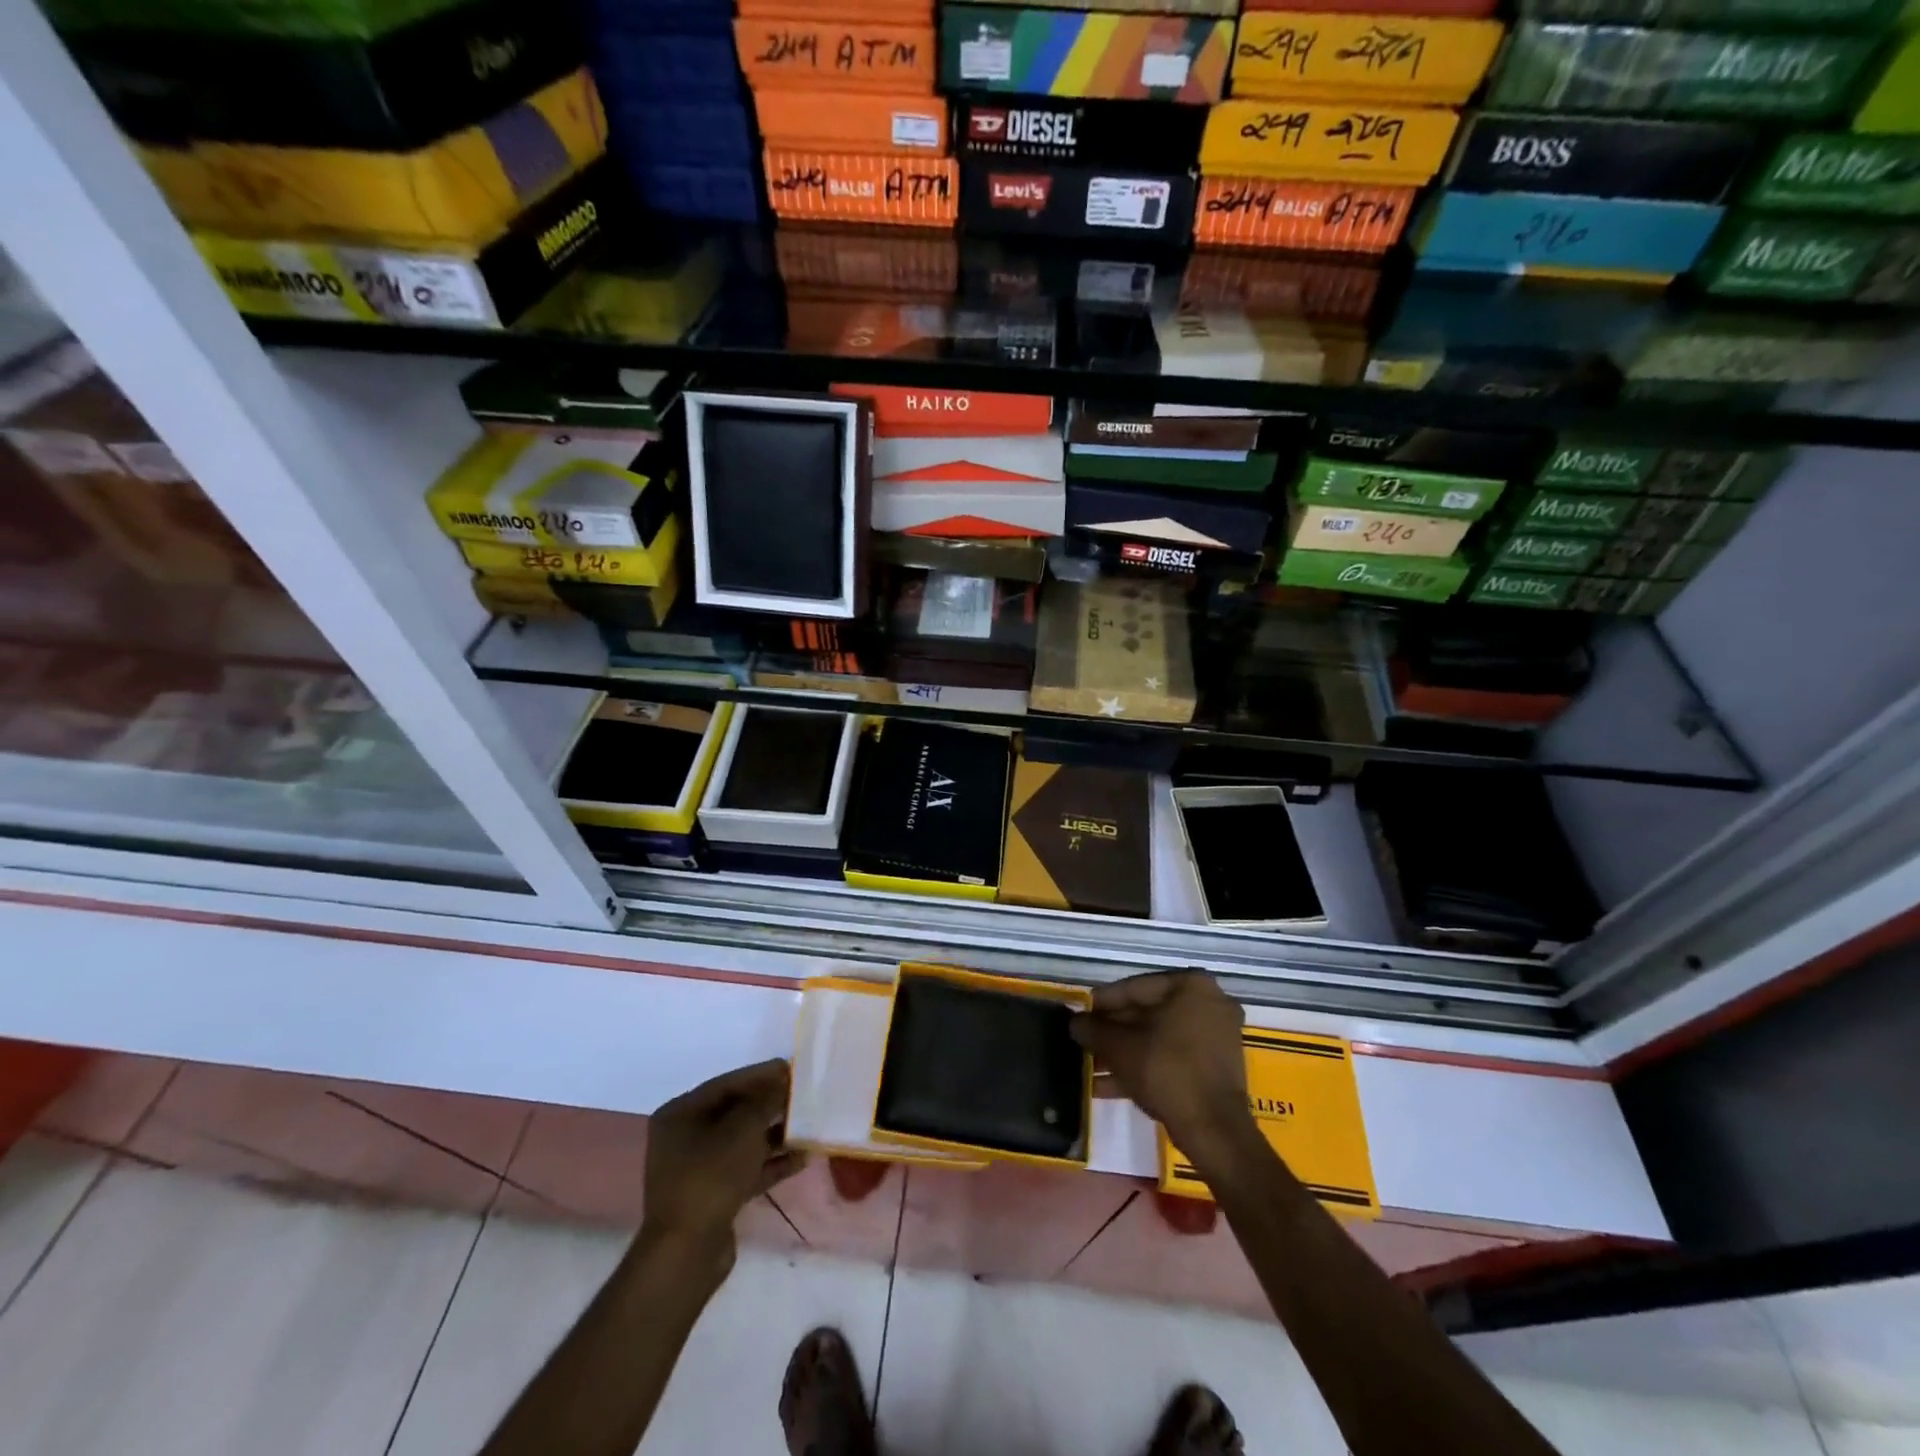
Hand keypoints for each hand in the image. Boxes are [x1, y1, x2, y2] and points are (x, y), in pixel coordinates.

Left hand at [641, 1059, 806, 1260]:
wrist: (687, 1252)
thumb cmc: (711, 1176)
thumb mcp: (744, 1128)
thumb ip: (767, 1099)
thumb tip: (784, 1080)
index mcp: (681, 1114)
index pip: (727, 1084)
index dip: (761, 1075)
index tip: (792, 1068)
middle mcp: (685, 1137)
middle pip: (736, 1112)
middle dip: (771, 1105)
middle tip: (804, 1097)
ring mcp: (698, 1169)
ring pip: (743, 1142)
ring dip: (776, 1135)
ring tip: (809, 1127)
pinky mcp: (713, 1195)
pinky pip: (746, 1168)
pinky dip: (771, 1163)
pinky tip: (802, 1158)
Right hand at [1071, 972, 1253, 1164]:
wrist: (1213, 1130)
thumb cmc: (1166, 1071)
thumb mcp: (1120, 1047)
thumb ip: (1093, 1029)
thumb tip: (1074, 1022)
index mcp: (1191, 986)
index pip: (1135, 988)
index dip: (1102, 1003)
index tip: (1080, 1013)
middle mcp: (1209, 1003)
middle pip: (1147, 1013)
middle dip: (1112, 1031)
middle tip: (1083, 1040)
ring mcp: (1215, 1037)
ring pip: (1157, 1038)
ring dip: (1123, 1052)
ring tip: (1089, 1066)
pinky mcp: (1214, 1067)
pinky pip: (1172, 1057)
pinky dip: (1143, 1066)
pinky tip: (1107, 1085)